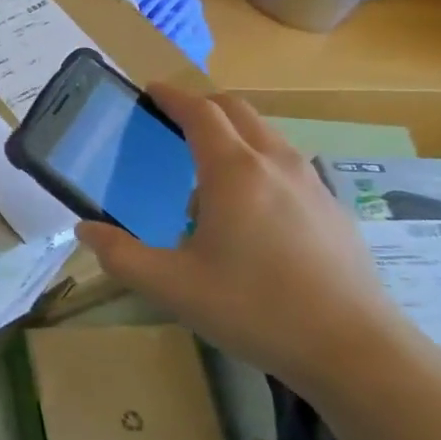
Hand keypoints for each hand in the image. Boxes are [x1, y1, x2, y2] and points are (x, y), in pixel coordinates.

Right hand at [76, 88, 415, 399]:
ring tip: (207, 172)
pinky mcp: (333, 208)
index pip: (200, 112)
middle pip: (237, 110)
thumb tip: (85, 229)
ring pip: (266, 135)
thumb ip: (121, 256)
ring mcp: (311, 183)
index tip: (150, 90)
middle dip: (203, 106)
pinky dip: (259, 162)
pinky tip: (251, 211)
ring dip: (233, 134)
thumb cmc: (255, 309)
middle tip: (174, 121)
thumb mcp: (172, 287)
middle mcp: (275, 163)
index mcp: (233, 171)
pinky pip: (287, 164)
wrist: (355, 349)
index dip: (172, 96)